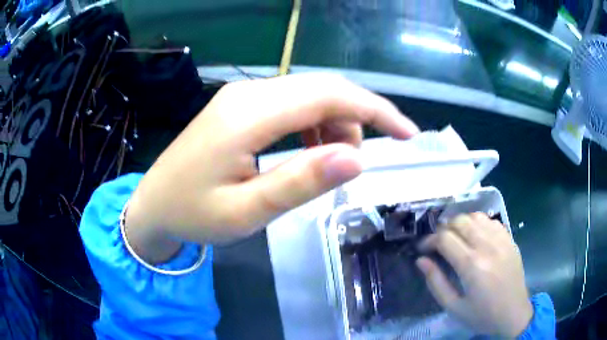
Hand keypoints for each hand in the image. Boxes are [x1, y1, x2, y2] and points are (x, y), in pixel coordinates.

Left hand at [125, 74, 418, 262]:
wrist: (154, 204)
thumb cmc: (193, 214)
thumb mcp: (248, 210)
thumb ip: (301, 181)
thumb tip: (357, 157)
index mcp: (249, 114)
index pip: (330, 96)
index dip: (376, 111)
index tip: (409, 134)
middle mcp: (249, 92)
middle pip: (323, 89)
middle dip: (359, 118)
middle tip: (363, 161)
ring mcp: (243, 96)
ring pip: (310, 95)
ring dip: (335, 124)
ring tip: (330, 163)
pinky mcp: (240, 106)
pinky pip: (291, 104)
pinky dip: (314, 124)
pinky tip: (307, 151)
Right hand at [416, 213, 532, 337]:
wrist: (513, 313)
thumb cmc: (482, 314)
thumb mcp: (453, 307)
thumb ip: (436, 282)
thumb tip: (421, 261)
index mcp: (472, 265)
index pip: (445, 238)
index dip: (429, 240)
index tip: (423, 250)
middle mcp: (487, 246)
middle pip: (460, 221)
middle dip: (443, 229)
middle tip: (438, 244)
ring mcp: (501, 239)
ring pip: (475, 216)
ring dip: (461, 223)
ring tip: (456, 238)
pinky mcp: (509, 239)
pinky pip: (490, 221)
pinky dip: (478, 223)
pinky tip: (475, 237)